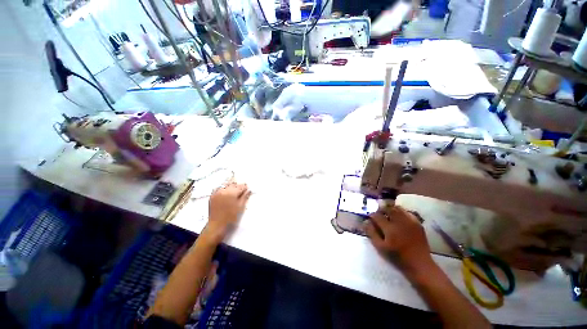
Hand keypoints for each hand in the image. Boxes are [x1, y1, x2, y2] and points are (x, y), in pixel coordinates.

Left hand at [204, 182, 251, 241]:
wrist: (217, 225)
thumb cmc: (230, 217)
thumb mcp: (240, 207)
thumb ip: (245, 197)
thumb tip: (249, 190)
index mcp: (232, 193)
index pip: (241, 186)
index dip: (245, 187)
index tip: (247, 188)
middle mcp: (223, 191)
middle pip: (233, 184)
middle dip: (238, 186)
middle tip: (242, 189)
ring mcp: (217, 193)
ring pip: (226, 185)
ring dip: (231, 186)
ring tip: (234, 190)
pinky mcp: (212, 196)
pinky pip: (219, 188)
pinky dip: (223, 188)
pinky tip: (226, 191)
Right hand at [364, 205, 432, 273]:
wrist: (419, 263)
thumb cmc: (397, 257)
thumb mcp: (380, 248)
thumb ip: (372, 233)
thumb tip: (366, 222)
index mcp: (389, 229)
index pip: (377, 216)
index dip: (371, 215)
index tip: (370, 218)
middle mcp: (399, 222)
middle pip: (388, 208)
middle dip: (381, 209)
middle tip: (378, 213)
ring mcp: (410, 222)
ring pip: (398, 208)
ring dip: (391, 209)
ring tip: (388, 214)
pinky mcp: (417, 223)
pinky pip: (407, 212)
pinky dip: (401, 212)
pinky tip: (399, 218)